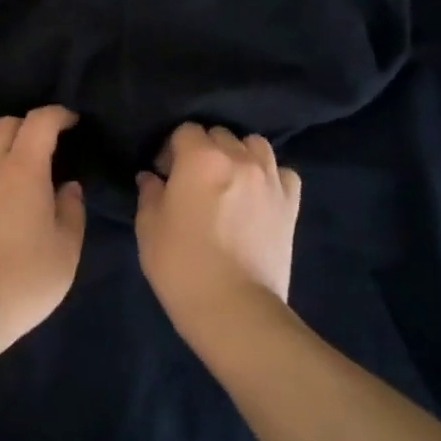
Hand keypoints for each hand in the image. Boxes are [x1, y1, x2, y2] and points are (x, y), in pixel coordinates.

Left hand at [0, 106, 85, 351]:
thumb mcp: (65, 252)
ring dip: (5, 144)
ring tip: (22, 169)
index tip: (73, 122)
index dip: (58, 115)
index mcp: (22, 169)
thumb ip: (72, 211)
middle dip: (30, 126)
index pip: (40, 121)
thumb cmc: (20, 280)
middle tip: (50, 147)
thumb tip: (67, 188)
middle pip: (7, 124)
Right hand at [136, 124, 300, 342]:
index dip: (171, 149)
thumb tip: (151, 177)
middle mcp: (238, 158)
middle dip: (204, 150)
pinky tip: (259, 194)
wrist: (235, 310)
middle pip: (220, 134)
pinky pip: (282, 173)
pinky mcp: (290, 204)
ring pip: (254, 145)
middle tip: (194, 180)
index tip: (164, 174)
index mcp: (200, 158)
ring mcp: (269, 179)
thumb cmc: (182, 267)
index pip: (184, 131)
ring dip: (239, 155)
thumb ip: (150, 194)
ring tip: (229, 181)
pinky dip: (270, 176)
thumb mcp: (149, 229)